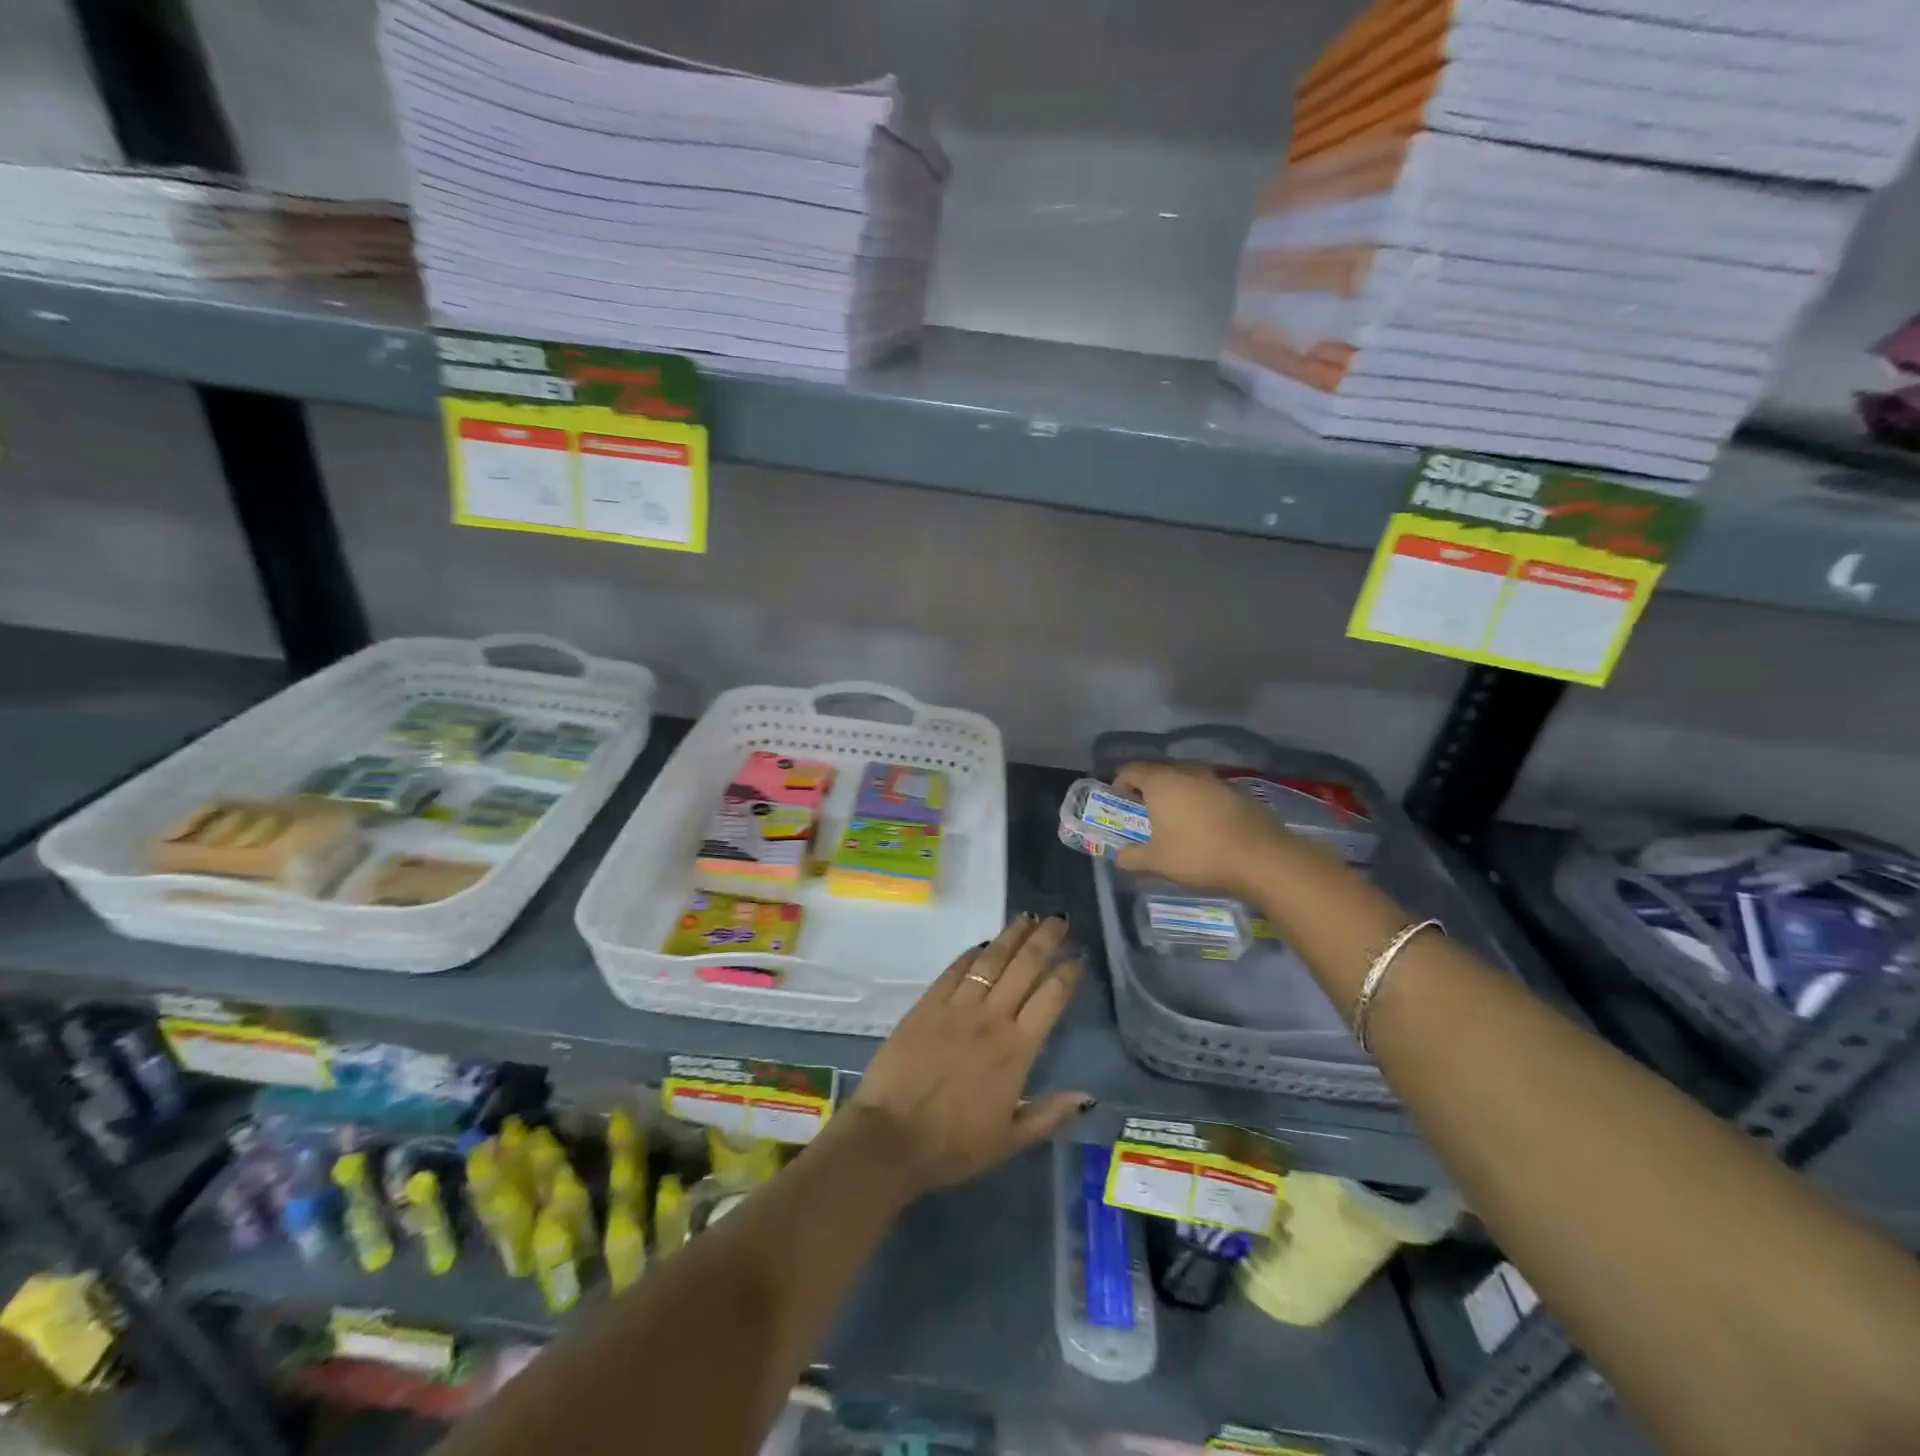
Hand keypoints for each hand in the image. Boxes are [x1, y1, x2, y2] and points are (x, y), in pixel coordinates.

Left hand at [846, 914, 1090, 1200]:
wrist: (890, 1137)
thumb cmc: (953, 1145)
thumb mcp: (1009, 1141)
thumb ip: (1049, 1115)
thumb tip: (1088, 1096)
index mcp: (1016, 1050)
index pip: (1050, 998)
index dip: (1067, 973)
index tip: (1078, 956)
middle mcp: (991, 1018)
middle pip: (1024, 967)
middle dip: (1045, 940)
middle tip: (1059, 919)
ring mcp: (956, 1007)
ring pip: (991, 960)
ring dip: (1012, 936)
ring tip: (1028, 917)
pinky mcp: (927, 1004)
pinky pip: (954, 970)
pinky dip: (972, 953)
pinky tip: (983, 942)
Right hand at [1112, 760, 1302, 896]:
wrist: (1261, 858)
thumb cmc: (1198, 854)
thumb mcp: (1157, 862)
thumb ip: (1132, 857)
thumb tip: (1118, 857)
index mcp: (1161, 782)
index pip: (1130, 770)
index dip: (1120, 784)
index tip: (1120, 803)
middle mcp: (1186, 772)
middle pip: (1158, 771)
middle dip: (1147, 788)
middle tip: (1144, 812)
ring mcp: (1215, 779)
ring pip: (1185, 779)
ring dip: (1176, 793)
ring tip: (1174, 818)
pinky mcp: (1237, 791)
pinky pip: (1207, 790)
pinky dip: (1199, 801)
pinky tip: (1204, 824)